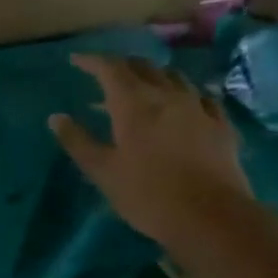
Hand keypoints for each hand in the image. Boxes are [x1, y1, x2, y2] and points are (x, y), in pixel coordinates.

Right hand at [49, 54, 248, 240]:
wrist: (211, 217)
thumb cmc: (147, 195)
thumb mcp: (103, 172)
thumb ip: (78, 142)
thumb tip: (56, 118)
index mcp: (133, 104)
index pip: (110, 68)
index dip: (92, 61)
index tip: (77, 61)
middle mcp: (167, 95)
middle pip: (143, 66)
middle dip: (123, 65)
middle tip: (108, 74)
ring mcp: (198, 107)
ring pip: (174, 77)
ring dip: (154, 76)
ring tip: (144, 88)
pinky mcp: (221, 125)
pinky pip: (202, 97)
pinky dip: (185, 94)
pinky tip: (185, 105)